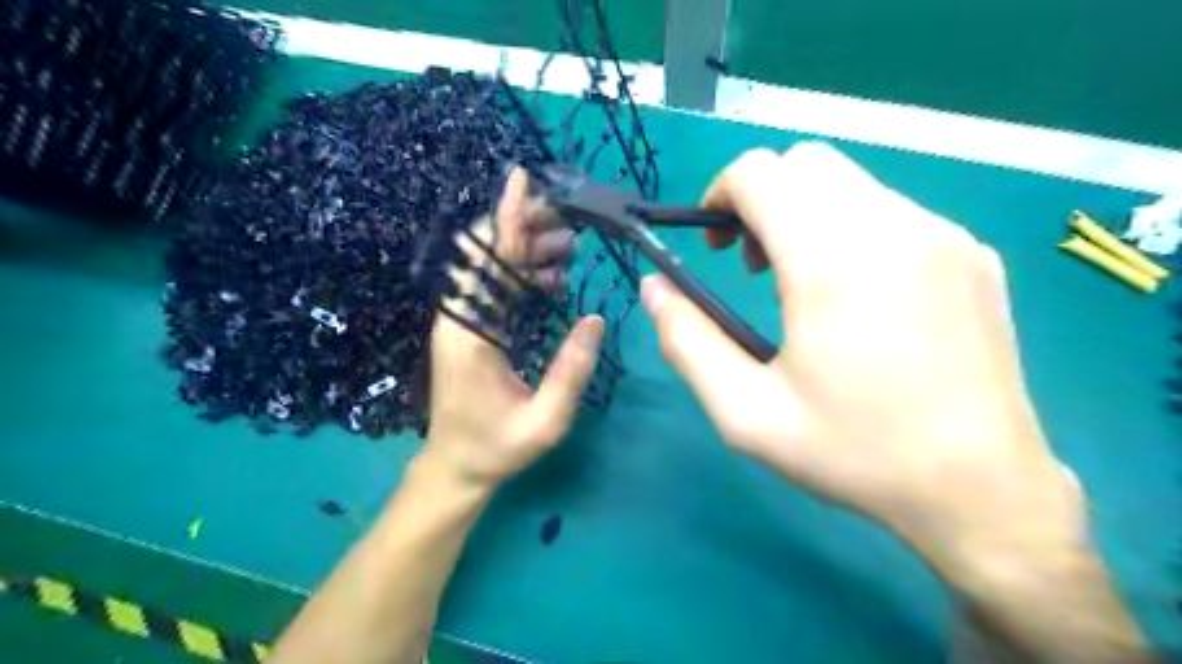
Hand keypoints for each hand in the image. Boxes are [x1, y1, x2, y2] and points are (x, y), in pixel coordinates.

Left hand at [424, 168, 603, 490]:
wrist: (456, 467)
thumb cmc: (497, 448)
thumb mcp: (545, 420)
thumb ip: (571, 371)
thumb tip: (594, 319)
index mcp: (469, 333)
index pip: (486, 261)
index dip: (506, 218)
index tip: (522, 180)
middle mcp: (460, 317)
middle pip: (487, 254)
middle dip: (526, 229)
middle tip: (571, 227)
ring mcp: (463, 321)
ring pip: (493, 267)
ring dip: (528, 249)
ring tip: (570, 249)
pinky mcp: (471, 329)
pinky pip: (496, 287)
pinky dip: (523, 273)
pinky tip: (553, 276)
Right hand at [646, 142, 1088, 579]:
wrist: (981, 490)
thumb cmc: (854, 453)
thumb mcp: (746, 412)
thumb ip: (687, 341)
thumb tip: (654, 287)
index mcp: (832, 261)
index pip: (759, 172)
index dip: (718, 195)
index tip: (712, 245)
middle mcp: (893, 226)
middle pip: (804, 162)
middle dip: (761, 199)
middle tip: (755, 267)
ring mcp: (943, 234)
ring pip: (849, 183)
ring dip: (806, 213)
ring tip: (803, 284)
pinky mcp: (973, 253)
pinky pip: (892, 212)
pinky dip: (852, 230)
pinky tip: (860, 298)